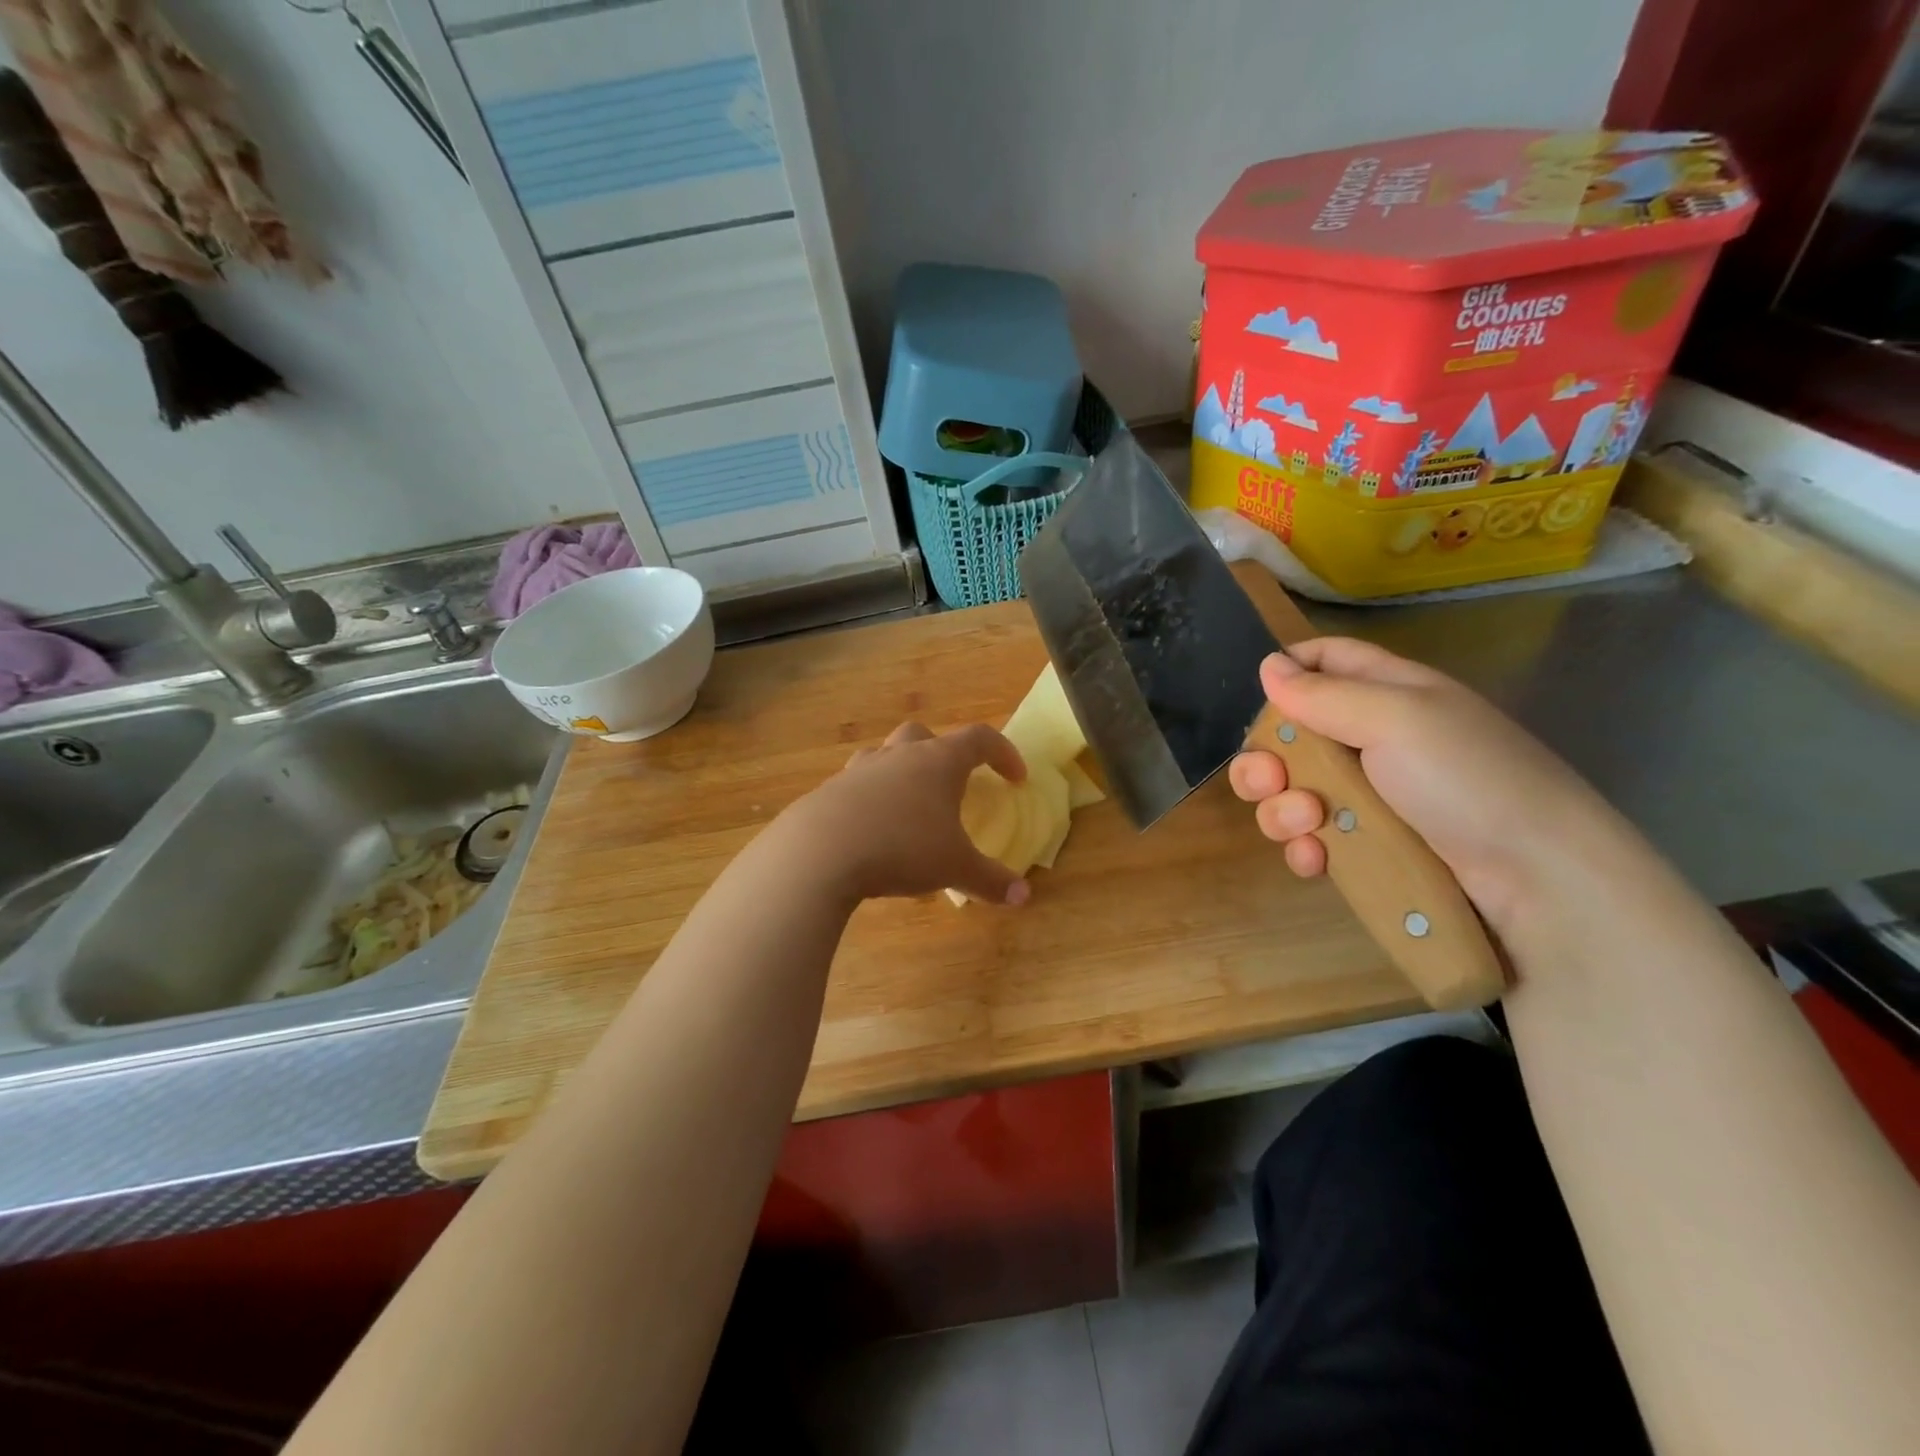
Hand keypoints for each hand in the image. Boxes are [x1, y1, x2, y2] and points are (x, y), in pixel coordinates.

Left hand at [778, 722, 1032, 906]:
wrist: (820, 851)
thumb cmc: (902, 848)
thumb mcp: (955, 868)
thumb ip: (990, 880)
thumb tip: (1024, 896)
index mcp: (937, 762)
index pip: (979, 740)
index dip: (1003, 753)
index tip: (1015, 778)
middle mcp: (898, 756)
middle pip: (923, 735)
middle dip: (942, 752)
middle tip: (952, 783)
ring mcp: (859, 770)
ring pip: (883, 755)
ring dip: (900, 772)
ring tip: (907, 807)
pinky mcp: (828, 791)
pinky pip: (855, 786)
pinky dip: (869, 801)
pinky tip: (870, 832)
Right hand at [1227, 638, 1617, 934]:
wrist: (1537, 884)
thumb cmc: (1469, 782)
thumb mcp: (1398, 719)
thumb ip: (1324, 694)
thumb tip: (1268, 667)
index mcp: (1389, 694)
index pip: (1327, 660)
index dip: (1288, 670)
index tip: (1260, 696)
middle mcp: (1373, 741)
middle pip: (1291, 735)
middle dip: (1266, 758)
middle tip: (1269, 779)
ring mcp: (1369, 800)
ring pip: (1292, 792)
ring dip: (1282, 809)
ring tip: (1309, 824)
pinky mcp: (1367, 849)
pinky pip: (1312, 840)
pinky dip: (1304, 849)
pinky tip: (1317, 860)